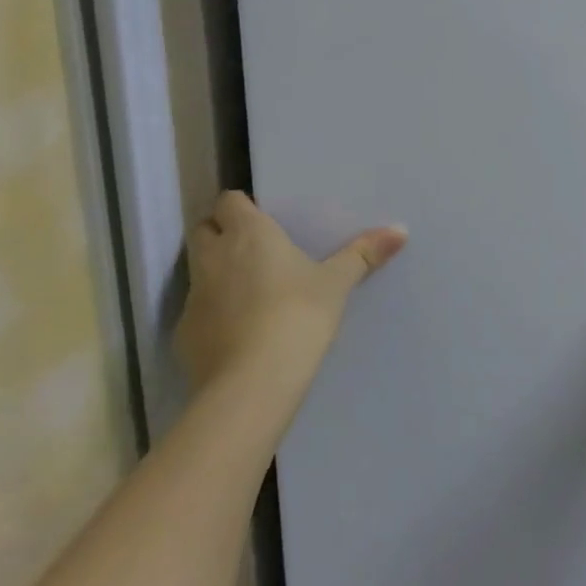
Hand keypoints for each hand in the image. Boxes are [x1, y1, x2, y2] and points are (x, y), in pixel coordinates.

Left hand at [175, 192, 406, 403]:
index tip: (263, 218)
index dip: (242, 206)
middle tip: (254, 247)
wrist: (252, 384)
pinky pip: (198, 311)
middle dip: (220, 232)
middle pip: (203, 229)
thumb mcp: (336, 284)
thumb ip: (363, 254)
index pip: (228, 201)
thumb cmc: (298, 317)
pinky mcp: (185, 333)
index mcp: (249, 234)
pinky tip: (239, 331)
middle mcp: (214, 257)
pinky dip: (214, 313)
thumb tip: (400, 230)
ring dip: (217, 272)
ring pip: (198, 270)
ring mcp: (194, 296)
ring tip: (250, 290)